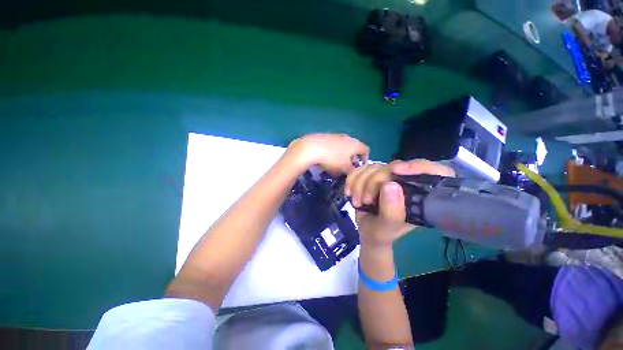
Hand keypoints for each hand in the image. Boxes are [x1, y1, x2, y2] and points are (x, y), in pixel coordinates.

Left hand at [286, 134, 368, 173]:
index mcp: (355, 144)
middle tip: (347, 168)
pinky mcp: (326, 136)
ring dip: (343, 156)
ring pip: (344, 147)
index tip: (358, 168)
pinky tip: (326, 159)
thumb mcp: (344, 168)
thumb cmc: (332, 159)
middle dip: (352, 159)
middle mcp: (348, 137)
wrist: (311, 148)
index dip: (365, 160)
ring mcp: (336, 135)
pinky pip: (334, 145)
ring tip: (336, 165)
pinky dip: (334, 152)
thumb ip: (353, 171)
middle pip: (354, 148)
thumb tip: (355, 172)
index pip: (366, 150)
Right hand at [345, 160, 453, 247]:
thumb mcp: (388, 228)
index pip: (435, 172)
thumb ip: (392, 211)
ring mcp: (390, 177)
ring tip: (357, 201)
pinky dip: (352, 179)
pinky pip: (361, 169)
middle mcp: (408, 183)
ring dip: (359, 183)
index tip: (396, 170)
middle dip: (373, 181)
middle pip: (393, 166)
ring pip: (374, 166)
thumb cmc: (382, 233)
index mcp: (422, 196)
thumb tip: (390, 184)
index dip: (418, 166)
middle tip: (365, 200)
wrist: (367, 231)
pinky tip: (349, 192)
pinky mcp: (374, 176)